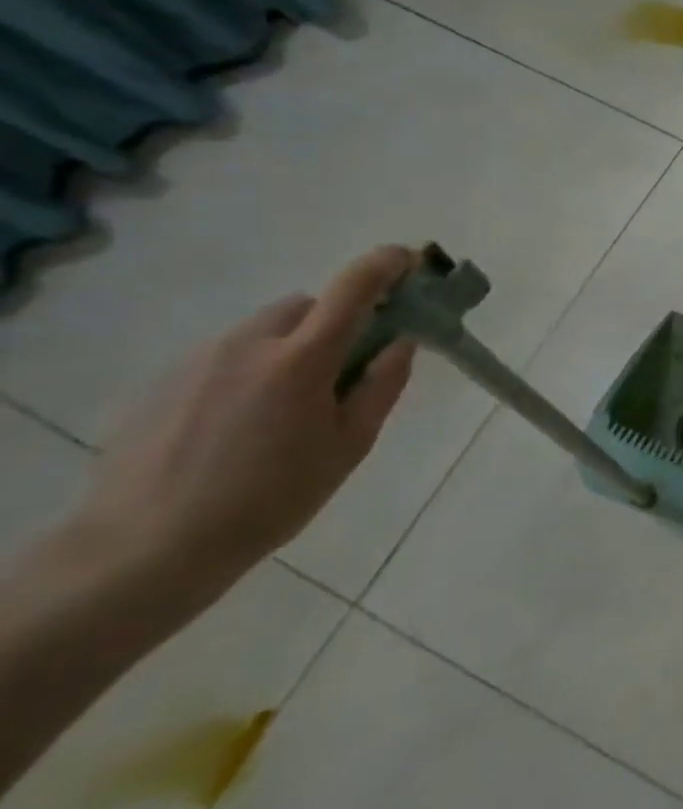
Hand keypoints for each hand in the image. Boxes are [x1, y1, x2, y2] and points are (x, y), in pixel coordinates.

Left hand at [79, 247, 418, 592]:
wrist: (146, 547)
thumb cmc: (271, 498)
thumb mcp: (349, 446)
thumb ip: (381, 385)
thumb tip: (401, 342)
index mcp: (301, 359)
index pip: (353, 288)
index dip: (385, 265)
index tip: (408, 261)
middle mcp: (248, 344)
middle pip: (306, 306)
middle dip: (336, 321)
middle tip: (347, 366)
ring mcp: (199, 360)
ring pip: (264, 329)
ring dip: (292, 346)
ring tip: (290, 406)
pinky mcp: (165, 381)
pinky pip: (227, 356)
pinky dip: (252, 369)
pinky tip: (244, 424)